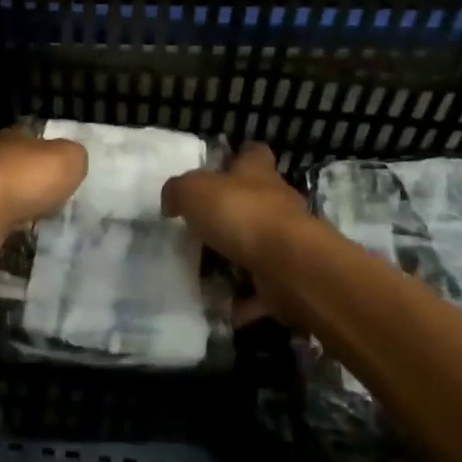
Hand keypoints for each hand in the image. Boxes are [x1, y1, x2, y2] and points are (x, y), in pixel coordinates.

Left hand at [0, 128, 87, 234]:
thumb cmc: (27, 178)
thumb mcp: (69, 159)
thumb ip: (74, 156)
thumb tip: (71, 160)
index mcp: (14, 134)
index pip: (34, 138)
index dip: (50, 153)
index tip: (63, 173)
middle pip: (16, 164)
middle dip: (32, 181)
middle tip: (52, 199)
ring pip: (1, 191)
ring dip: (15, 204)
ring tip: (35, 220)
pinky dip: (2, 225)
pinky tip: (14, 235)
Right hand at [162, 144, 308, 325]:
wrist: (288, 266)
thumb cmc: (241, 214)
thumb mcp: (193, 191)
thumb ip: (178, 191)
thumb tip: (172, 201)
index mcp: (257, 173)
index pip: (253, 154)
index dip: (238, 157)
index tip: (219, 170)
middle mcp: (277, 202)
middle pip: (256, 200)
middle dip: (232, 213)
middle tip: (199, 229)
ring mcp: (287, 242)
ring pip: (258, 246)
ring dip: (236, 259)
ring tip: (203, 272)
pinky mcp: (289, 278)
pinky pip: (260, 290)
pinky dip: (243, 301)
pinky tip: (219, 307)